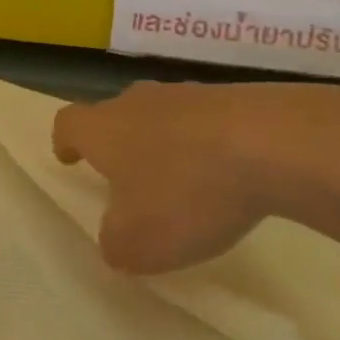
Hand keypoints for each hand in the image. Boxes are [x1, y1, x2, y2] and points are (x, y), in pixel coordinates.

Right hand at [52, 80, 339, 274]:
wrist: (275, 143)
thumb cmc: (186, 192)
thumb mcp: (137, 243)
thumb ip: (114, 244)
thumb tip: (115, 238)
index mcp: (103, 129)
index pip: (68, 123)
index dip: (65, 141)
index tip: (69, 157)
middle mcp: (137, 102)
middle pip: (115, 115)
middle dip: (118, 144)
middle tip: (129, 178)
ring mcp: (188, 95)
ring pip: (162, 117)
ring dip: (166, 145)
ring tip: (185, 183)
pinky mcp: (235, 98)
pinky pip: (207, 123)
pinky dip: (209, 146)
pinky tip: (230, 177)